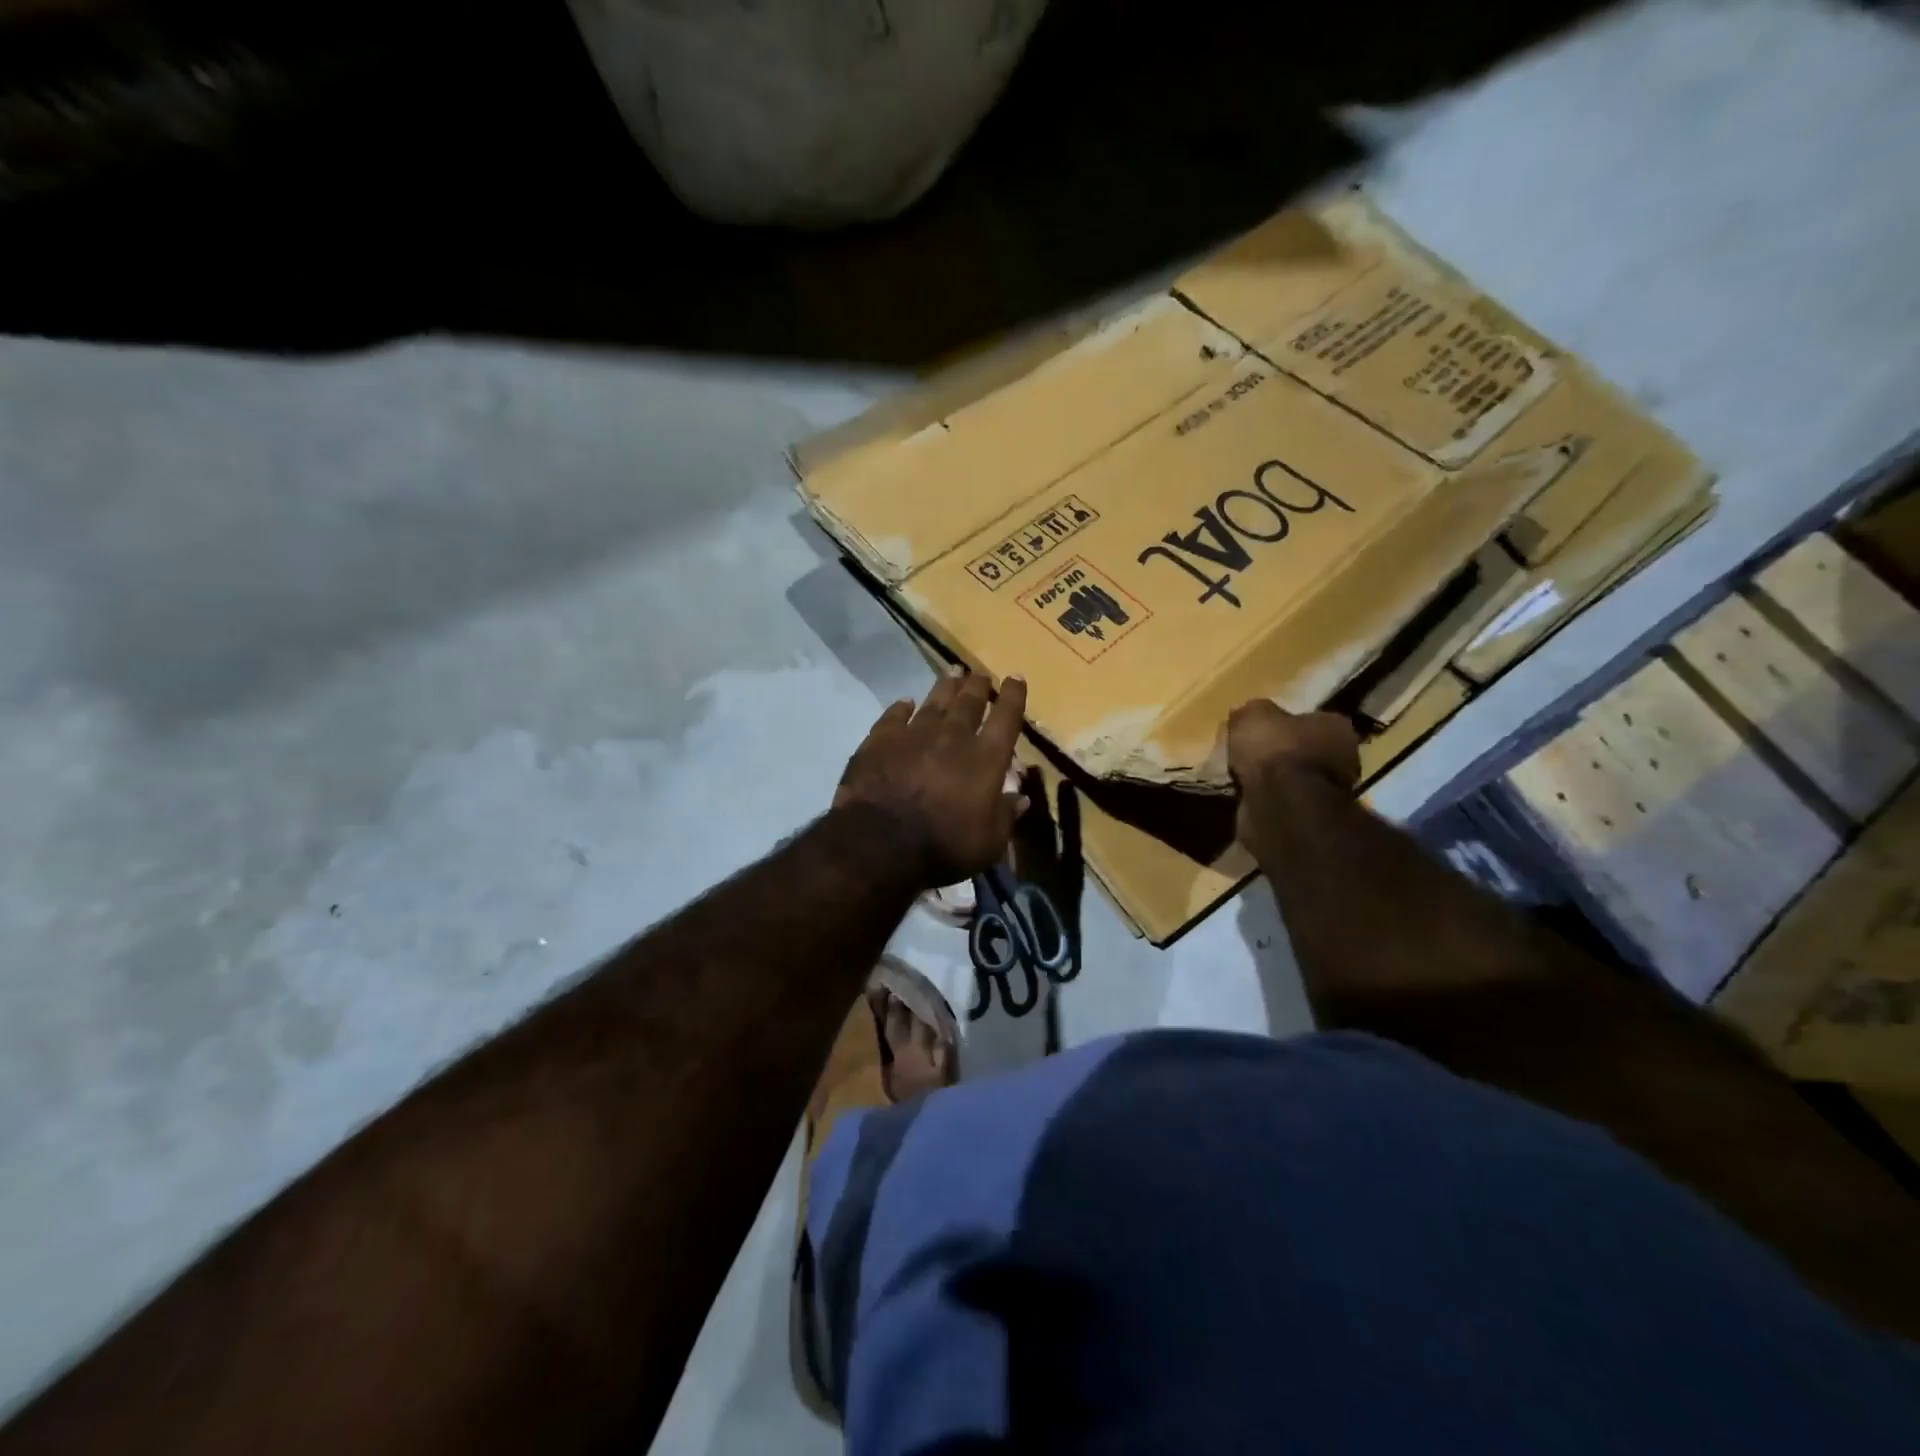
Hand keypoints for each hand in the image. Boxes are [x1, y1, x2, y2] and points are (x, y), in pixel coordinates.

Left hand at [835, 669, 1028, 887]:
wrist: (880, 842)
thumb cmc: (944, 846)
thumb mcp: (989, 843)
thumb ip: (1005, 816)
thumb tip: (1020, 797)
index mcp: (985, 758)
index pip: (1006, 718)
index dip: (1013, 696)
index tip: (1016, 677)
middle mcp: (953, 737)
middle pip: (969, 702)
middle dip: (978, 686)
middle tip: (980, 675)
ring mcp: (914, 734)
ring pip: (934, 702)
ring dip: (945, 686)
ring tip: (952, 672)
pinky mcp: (880, 740)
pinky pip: (894, 716)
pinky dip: (901, 708)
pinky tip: (904, 702)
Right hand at [1226, 700, 1360, 849]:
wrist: (1281, 803)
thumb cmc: (1275, 749)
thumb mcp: (1254, 714)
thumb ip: (1253, 712)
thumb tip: (1246, 715)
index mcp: (1335, 726)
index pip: (1312, 719)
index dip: (1286, 723)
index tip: (1263, 729)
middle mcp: (1342, 758)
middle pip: (1306, 750)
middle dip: (1282, 754)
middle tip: (1251, 755)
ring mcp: (1330, 792)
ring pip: (1296, 779)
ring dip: (1274, 780)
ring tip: (1243, 778)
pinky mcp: (1312, 819)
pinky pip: (1284, 802)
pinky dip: (1268, 800)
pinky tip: (1247, 798)